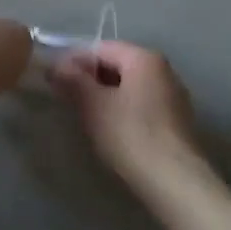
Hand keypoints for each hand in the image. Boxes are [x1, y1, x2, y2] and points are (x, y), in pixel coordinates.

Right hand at [50, 41, 202, 190]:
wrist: (174, 181)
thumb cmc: (130, 135)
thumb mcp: (93, 105)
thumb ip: (73, 80)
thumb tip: (57, 65)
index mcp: (144, 58)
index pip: (101, 48)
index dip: (74, 61)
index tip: (54, 80)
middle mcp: (163, 69)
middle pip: (117, 65)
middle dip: (90, 79)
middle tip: (66, 99)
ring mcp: (173, 95)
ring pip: (129, 86)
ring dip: (105, 96)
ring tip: (85, 116)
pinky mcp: (176, 121)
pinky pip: (142, 105)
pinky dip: (122, 110)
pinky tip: (111, 130)